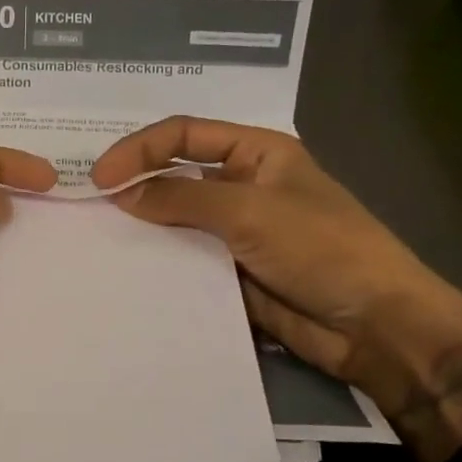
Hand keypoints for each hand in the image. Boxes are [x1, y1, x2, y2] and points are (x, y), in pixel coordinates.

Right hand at [92, 118, 461, 457]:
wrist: (375, 326)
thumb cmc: (322, 248)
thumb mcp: (250, 211)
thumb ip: (182, 198)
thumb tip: (121, 194)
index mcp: (256, 153)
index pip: (184, 135)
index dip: (139, 149)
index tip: (100, 177)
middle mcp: (242, 186)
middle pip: (176, 175)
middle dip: (134, 184)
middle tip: (86, 205)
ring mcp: (236, 231)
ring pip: (177, 220)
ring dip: (143, 226)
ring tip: (96, 237)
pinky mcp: (231, 271)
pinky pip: (185, 259)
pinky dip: (158, 262)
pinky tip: (125, 270)